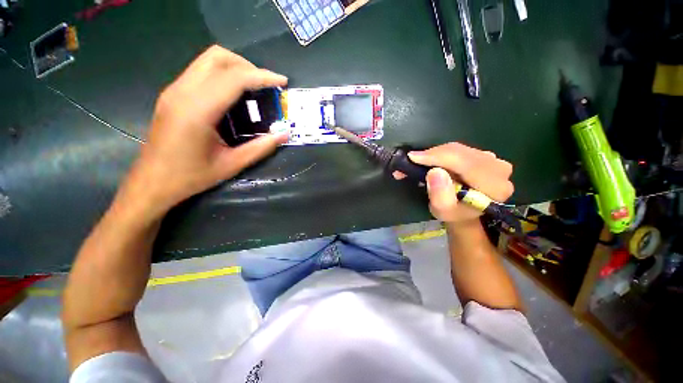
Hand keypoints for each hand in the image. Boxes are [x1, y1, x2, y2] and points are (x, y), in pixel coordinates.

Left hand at [122, 45, 287, 213]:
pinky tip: (234, 96)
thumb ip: (261, 148)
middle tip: (267, 85)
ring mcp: (174, 91)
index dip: (262, 77)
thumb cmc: (191, 177)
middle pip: (217, 58)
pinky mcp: (172, 94)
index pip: (233, 78)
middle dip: (248, 66)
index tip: (282, 82)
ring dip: (235, 68)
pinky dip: (223, 75)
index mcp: (197, 111)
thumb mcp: (232, 165)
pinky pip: (201, 72)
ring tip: (254, 88)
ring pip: (207, 60)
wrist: (152, 182)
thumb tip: (284, 135)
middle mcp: (182, 92)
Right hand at [399, 143, 513, 222]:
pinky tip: (431, 160)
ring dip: (435, 153)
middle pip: (461, 153)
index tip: (414, 157)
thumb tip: (434, 172)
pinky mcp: (485, 155)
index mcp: (494, 186)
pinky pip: (459, 149)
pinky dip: (441, 153)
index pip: (465, 163)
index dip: (438, 157)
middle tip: (411, 159)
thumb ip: (440, 195)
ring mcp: (493, 160)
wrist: (465, 212)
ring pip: (458, 149)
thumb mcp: (443, 211)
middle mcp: (499, 169)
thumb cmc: (453, 214)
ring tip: (419, 161)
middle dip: (433, 154)